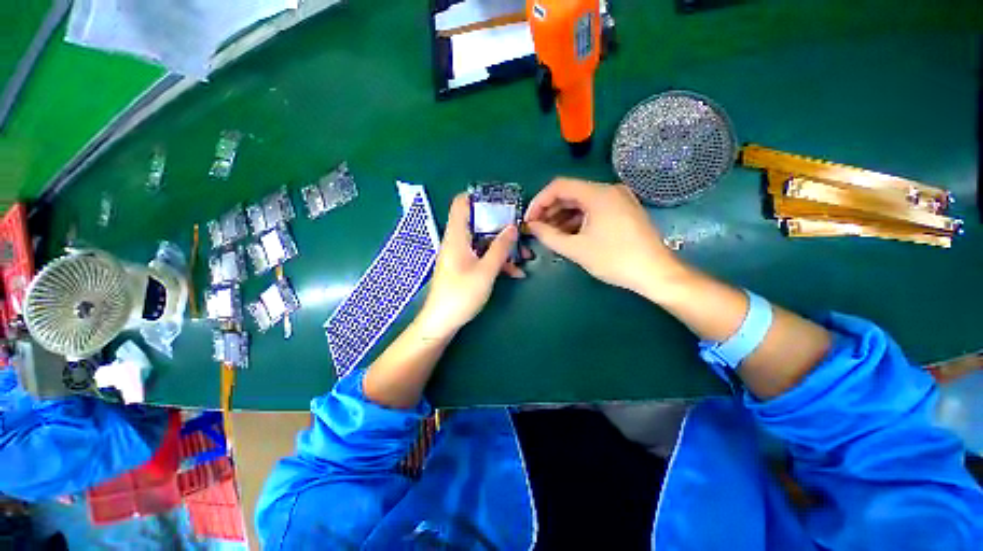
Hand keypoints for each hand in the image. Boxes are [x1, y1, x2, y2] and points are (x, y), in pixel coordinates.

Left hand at [416, 193, 523, 338]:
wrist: (442, 322)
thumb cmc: (461, 295)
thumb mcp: (486, 271)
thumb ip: (500, 248)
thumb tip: (513, 227)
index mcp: (456, 236)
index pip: (461, 204)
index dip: (479, 197)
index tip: (501, 201)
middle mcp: (457, 241)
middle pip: (477, 222)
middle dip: (500, 225)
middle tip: (520, 230)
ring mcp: (461, 255)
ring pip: (483, 241)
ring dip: (502, 246)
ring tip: (525, 254)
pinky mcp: (464, 267)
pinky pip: (482, 256)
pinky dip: (496, 260)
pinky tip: (514, 272)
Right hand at [525, 178, 685, 297]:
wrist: (655, 273)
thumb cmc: (614, 259)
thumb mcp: (576, 249)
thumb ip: (548, 236)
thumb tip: (532, 226)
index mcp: (597, 193)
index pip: (558, 186)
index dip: (539, 202)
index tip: (529, 220)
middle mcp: (609, 190)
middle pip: (570, 193)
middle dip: (550, 210)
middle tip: (537, 229)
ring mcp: (618, 199)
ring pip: (581, 202)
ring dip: (562, 216)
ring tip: (550, 234)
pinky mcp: (623, 210)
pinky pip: (593, 209)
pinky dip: (578, 220)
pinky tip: (568, 235)